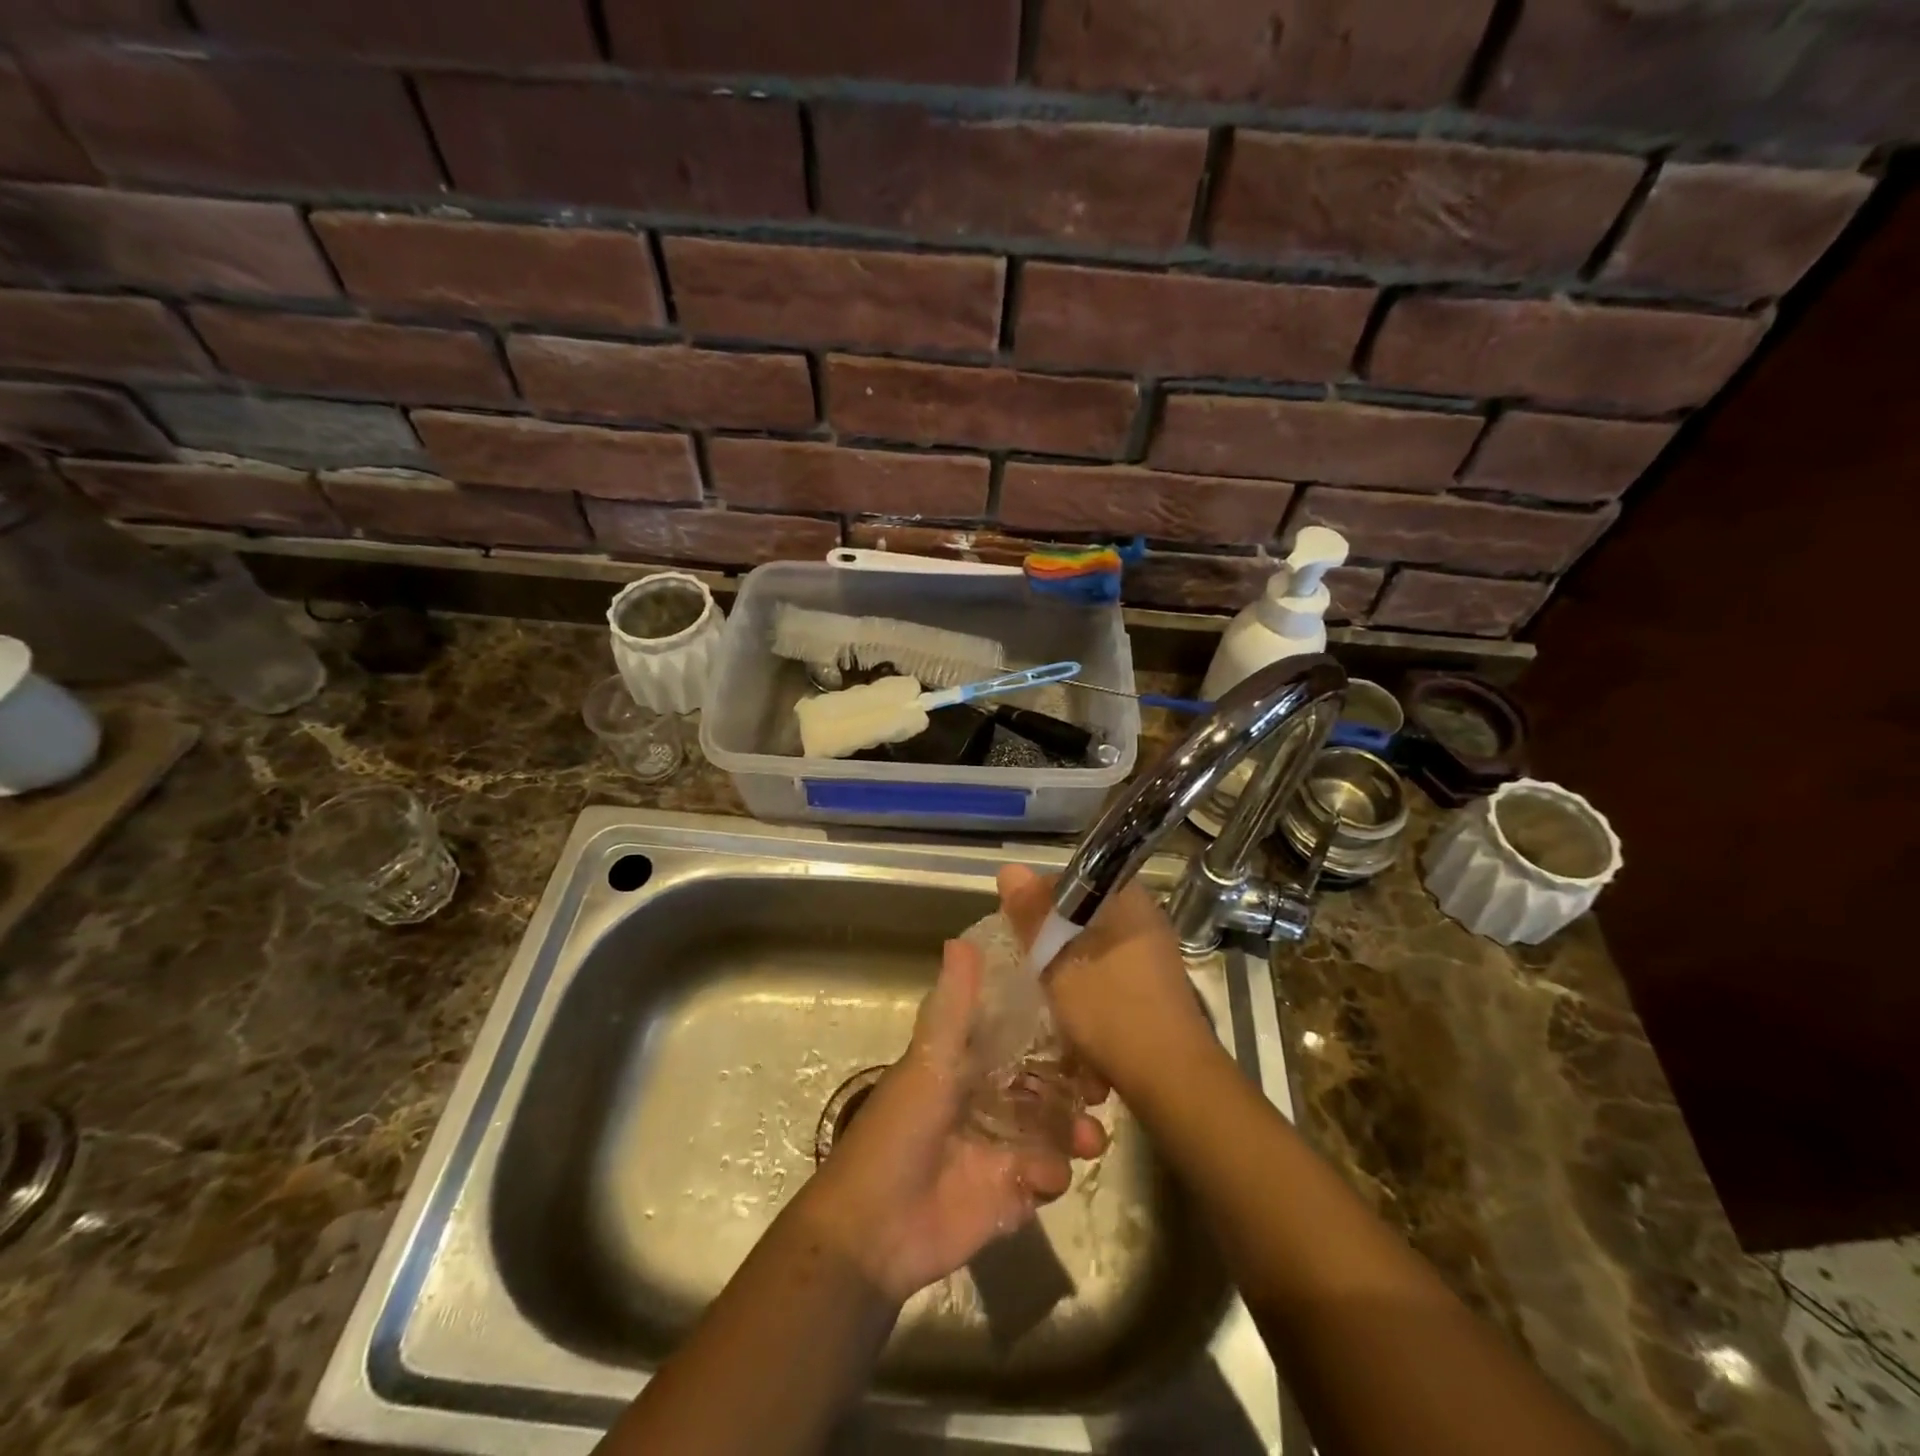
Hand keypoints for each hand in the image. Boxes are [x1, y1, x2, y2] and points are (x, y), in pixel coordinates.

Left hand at [801, 937, 1108, 1304]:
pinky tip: (1047, 1177)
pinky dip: (1052, 1174)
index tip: (1087, 1027)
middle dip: (1073, 1086)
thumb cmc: (899, 1131)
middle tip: (1102, 1089)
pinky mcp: (1007, 1196)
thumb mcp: (928, 1060)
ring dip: (1075, 1130)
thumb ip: (953, 1007)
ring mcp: (998, 1150)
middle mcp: (985, 1101)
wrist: (874, 1230)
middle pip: (1042, 1086)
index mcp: (965, 1065)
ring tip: (1092, 1139)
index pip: (1018, 1040)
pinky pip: (1044, 1178)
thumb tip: (962, 939)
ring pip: (1051, 1131)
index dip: (1052, 1034)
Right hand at [997, 864, 1219, 1102]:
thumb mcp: (1058, 962)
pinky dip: (1089, 989)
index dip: (1038, 900)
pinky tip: (1074, 1019)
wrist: (1173, 1078)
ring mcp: (1153, 953)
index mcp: (1126, 899)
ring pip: (1093, 947)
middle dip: (1052, 940)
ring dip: (1069, 969)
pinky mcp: (1155, 986)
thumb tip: (1010, 869)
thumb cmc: (1111, 1010)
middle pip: (1082, 916)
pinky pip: (1109, 973)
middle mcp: (1144, 917)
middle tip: (1028, 965)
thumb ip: (1033, 916)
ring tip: (1047, 995)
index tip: (1018, 929)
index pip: (1071, 879)